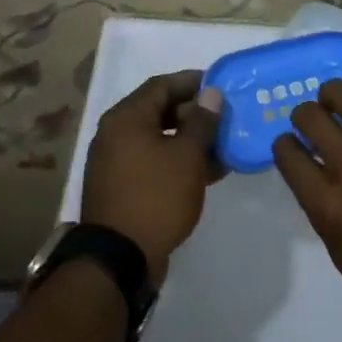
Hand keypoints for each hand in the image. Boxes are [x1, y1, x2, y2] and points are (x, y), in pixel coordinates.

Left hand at [80, 70, 223, 282]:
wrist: (119, 259)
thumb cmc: (156, 197)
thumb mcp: (187, 156)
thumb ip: (202, 121)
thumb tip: (211, 93)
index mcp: (126, 118)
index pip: (162, 85)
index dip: (192, 82)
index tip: (220, 86)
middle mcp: (115, 134)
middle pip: (159, 111)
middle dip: (194, 113)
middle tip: (225, 117)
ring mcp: (116, 162)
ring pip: (159, 139)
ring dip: (190, 140)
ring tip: (224, 145)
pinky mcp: (123, 187)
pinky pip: (154, 161)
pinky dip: (178, 161)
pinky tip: (208, 171)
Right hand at [272, 69, 341, 323]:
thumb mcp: (338, 250)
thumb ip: (322, 207)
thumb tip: (314, 170)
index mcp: (329, 206)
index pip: (288, 156)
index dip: (283, 145)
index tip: (289, 143)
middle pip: (312, 120)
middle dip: (304, 115)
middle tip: (312, 118)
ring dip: (333, 93)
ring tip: (335, 97)